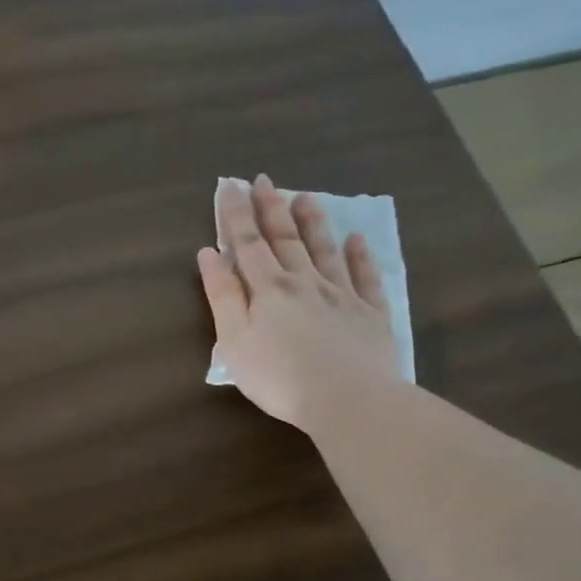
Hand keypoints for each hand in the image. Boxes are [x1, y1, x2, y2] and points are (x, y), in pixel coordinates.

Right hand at [198, 175, 402, 431]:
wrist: (348, 400)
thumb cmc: (279, 377)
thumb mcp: (234, 341)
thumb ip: (223, 296)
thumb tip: (209, 254)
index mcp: (268, 290)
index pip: (248, 244)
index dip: (236, 215)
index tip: (230, 186)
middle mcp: (305, 282)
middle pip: (286, 239)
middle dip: (271, 208)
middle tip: (264, 180)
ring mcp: (342, 295)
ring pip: (325, 250)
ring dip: (313, 222)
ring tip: (305, 197)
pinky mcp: (370, 314)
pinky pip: (365, 277)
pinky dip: (360, 256)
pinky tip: (357, 240)